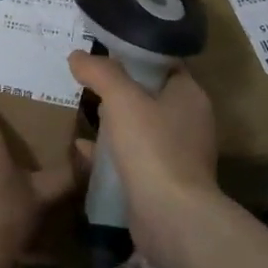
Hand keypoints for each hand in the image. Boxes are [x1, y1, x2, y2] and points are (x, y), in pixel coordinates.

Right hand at [67, 52, 222, 260]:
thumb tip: (78, 56)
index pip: (163, 62)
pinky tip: (82, 149)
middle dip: (119, 88)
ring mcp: (177, 152)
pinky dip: (109, 150)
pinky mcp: (162, 179)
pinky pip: (132, 155)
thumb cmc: (152, 147)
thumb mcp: (121, 98)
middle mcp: (188, 120)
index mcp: (189, 94)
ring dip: (113, 120)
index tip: (104, 50)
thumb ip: (100, 72)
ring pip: (139, 125)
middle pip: (149, 93)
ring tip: (82, 109)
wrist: (171, 217)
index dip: (134, 53)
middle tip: (88, 79)